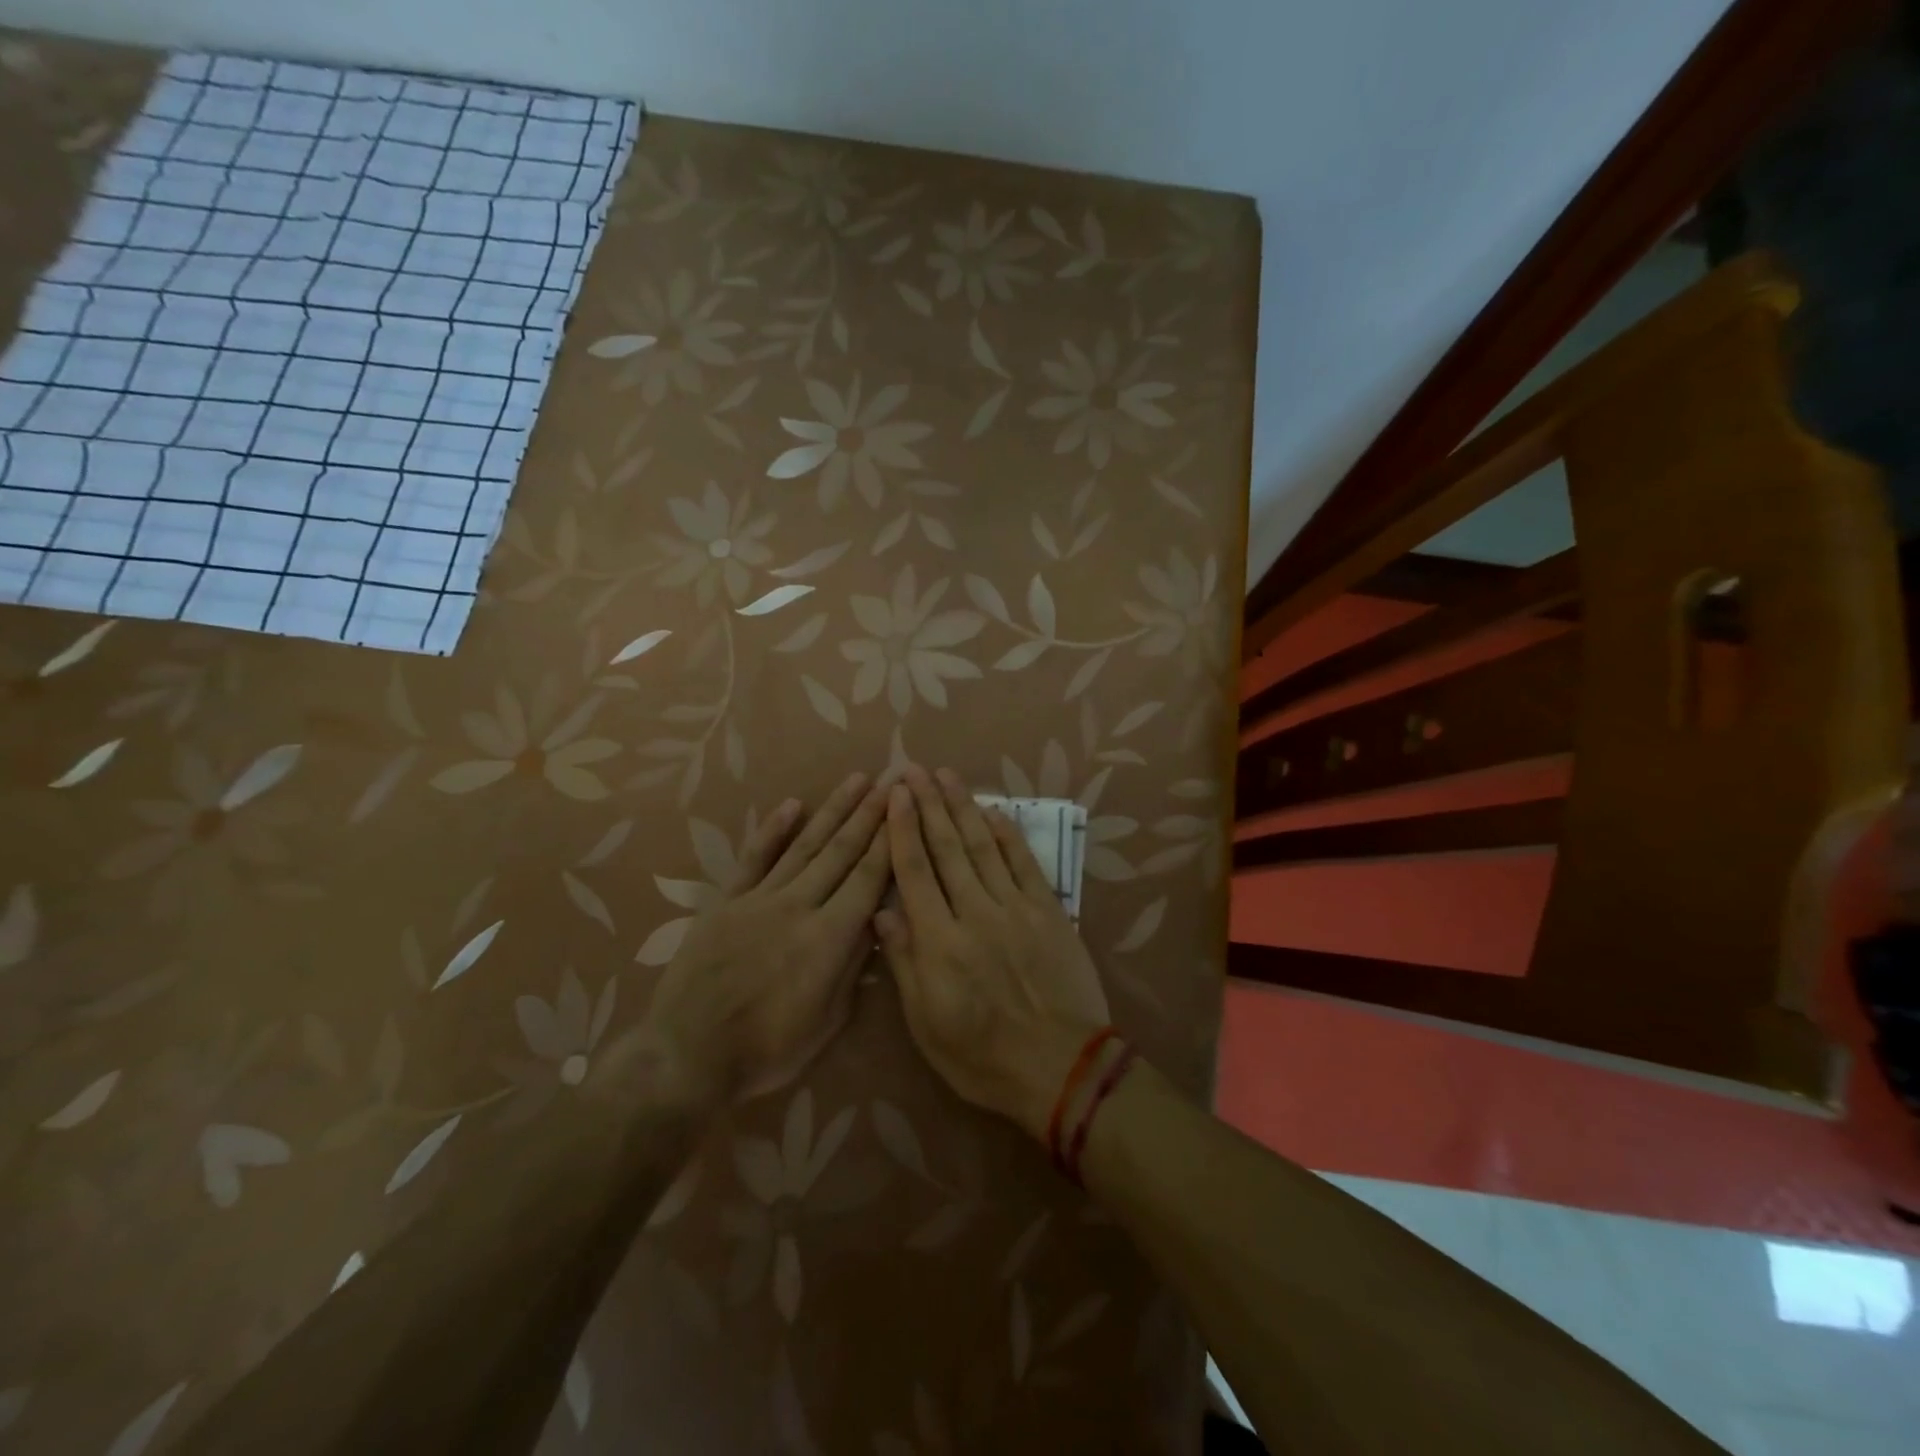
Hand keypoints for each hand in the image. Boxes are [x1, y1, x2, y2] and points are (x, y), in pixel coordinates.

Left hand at [637, 773, 890, 1103]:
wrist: (688, 1055)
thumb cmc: (766, 1049)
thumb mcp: (827, 1021)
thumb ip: (852, 966)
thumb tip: (875, 921)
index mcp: (829, 938)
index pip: (868, 878)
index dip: (890, 841)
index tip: (906, 809)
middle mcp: (798, 907)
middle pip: (841, 852)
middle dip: (869, 815)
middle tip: (890, 781)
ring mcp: (760, 899)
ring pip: (805, 846)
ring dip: (833, 811)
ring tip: (856, 781)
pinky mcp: (727, 902)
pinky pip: (754, 858)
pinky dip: (774, 830)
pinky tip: (793, 804)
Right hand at [875, 766, 1109, 1140]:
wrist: (1062, 1069)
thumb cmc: (983, 1058)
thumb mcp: (927, 1025)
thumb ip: (905, 964)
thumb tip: (881, 912)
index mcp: (940, 943)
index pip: (915, 872)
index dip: (903, 828)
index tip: (895, 794)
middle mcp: (975, 914)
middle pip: (947, 848)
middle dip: (929, 804)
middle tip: (915, 769)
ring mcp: (1016, 908)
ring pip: (983, 846)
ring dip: (964, 808)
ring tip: (948, 776)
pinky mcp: (1049, 911)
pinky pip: (1024, 863)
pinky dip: (1008, 834)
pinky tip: (994, 811)